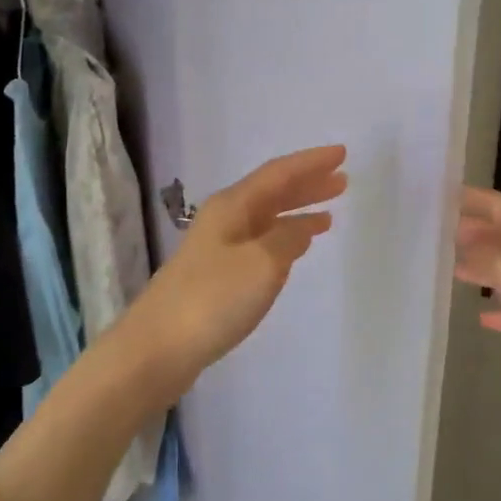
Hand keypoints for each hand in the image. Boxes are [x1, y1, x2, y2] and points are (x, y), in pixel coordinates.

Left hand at [116, 145, 347, 400]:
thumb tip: (303, 226)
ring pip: (267, 218)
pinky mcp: (218, 274)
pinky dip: (284, 238)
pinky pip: (261, 242)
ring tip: (329, 212)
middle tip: (342, 180)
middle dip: (307, 184)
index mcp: (233, 206)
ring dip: (297, 211)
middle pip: (272, 192)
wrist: (158, 347)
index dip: (311, 162)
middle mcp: (225, 219)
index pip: (279, 173)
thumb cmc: (213, 299)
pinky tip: (297, 246)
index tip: (342, 153)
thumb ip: (288, 239)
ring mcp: (219, 247)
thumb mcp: (262, 263)